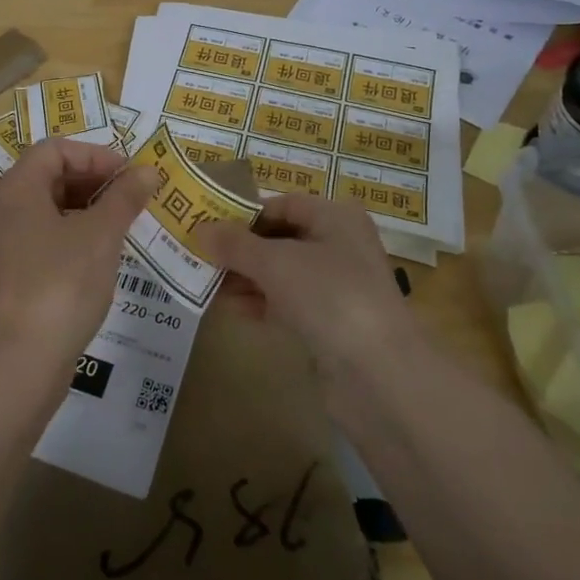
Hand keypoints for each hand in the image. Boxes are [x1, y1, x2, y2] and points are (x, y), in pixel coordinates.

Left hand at [0, 138, 159, 391]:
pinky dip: (72, 239)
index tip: (130, 176)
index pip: (56, 149)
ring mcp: (0, 246)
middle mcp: (0, 210)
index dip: (96, 155)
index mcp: (16, 189)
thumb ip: (124, 197)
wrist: (16, 363)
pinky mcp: (6, 278)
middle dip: (94, 183)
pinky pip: (42, 242)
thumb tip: (147, 170)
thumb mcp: (101, 236)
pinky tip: (100, 261)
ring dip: (86, 212)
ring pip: (47, 212)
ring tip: (123, 229)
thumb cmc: (60, 285)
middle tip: (132, 201)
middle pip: (49, 177)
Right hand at [200, 195, 416, 377]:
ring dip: (245, 278)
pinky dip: (261, 304)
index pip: (282, 205)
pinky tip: (232, 311)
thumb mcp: (276, 263)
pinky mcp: (331, 324)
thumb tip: (200, 229)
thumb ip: (235, 245)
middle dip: (240, 250)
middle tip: (199, 257)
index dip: (244, 214)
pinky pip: (288, 304)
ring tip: (207, 285)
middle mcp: (340, 246)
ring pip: (281, 274)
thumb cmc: (330, 296)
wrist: (380, 374)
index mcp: (336, 218)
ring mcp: (337, 287)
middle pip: (280, 239)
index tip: (207, 226)